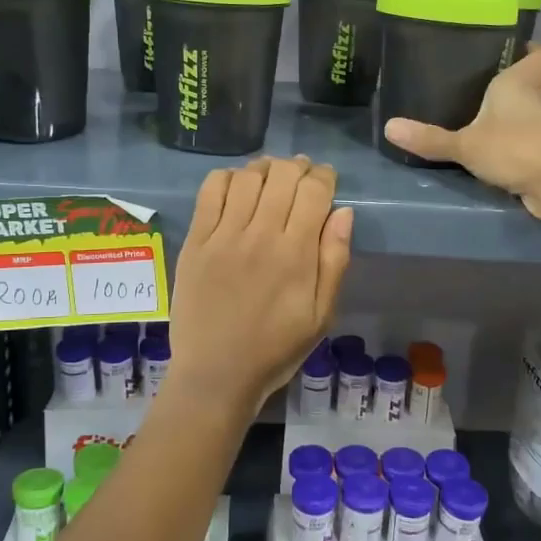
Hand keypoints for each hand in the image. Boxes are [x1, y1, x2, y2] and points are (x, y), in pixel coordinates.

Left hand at [167, 156, 352, 407]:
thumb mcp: (321, 315)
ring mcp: (224, 236)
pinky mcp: (196, 241)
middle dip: (298, 167)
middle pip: (282, 175)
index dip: (324, 176)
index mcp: (296, 253)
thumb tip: (343, 212)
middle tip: (301, 176)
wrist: (216, 374)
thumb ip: (335, 261)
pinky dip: (227, 177)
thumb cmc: (276, 348)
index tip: (326, 180)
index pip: (314, 191)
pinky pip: (211, 191)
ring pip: (248, 177)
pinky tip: (237, 185)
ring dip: (265, 168)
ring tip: (272, 177)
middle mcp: (260, 235)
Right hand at [382, 47, 540, 222]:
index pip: (538, 55)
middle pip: (534, 83)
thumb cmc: (514, 148)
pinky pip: (532, 139)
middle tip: (487, 84)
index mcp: (519, 83)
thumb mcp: (465, 145)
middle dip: (516, 83)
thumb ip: (430, 138)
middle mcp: (538, 99)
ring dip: (518, 115)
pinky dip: (520, 141)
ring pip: (534, 112)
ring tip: (488, 116)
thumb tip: (388, 127)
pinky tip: (498, 149)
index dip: (530, 50)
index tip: (514, 48)